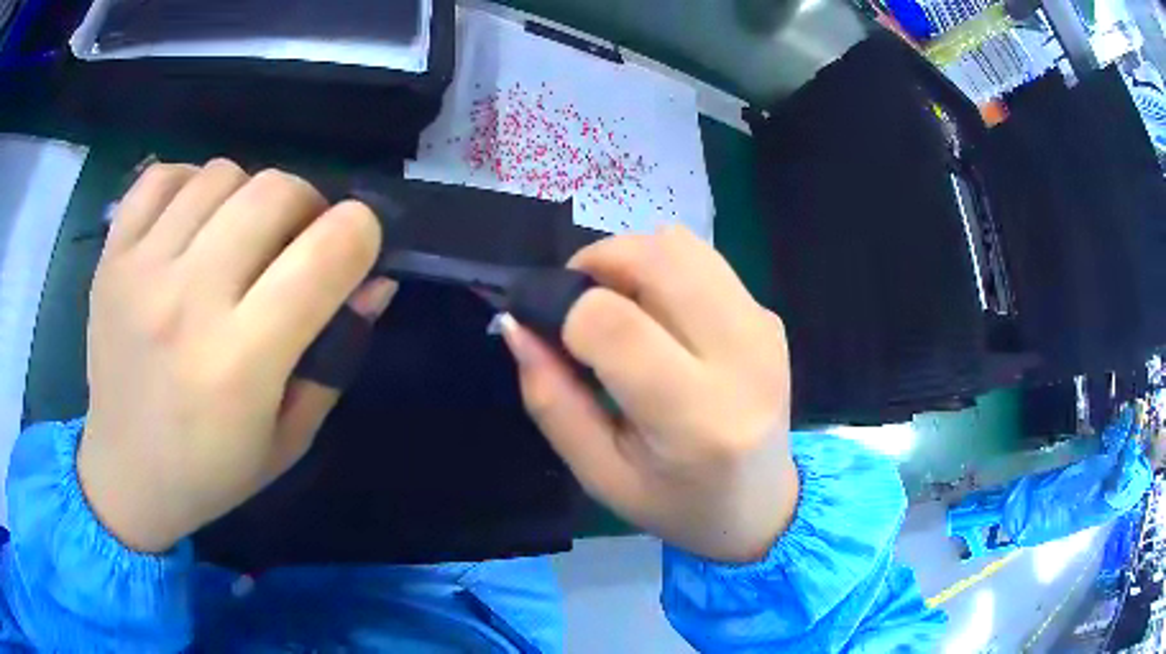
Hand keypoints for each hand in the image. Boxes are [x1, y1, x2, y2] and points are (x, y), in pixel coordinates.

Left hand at [79, 160, 395, 553]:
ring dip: (248, 197)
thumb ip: (336, 356)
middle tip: (295, 242)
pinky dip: (189, 184)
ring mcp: (141, 270)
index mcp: (241, 363)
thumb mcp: (290, 437)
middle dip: (308, 206)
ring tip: (237, 237)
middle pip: (276, 190)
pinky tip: (190, 222)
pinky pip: (163, 177)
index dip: (361, 233)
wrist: (125, 475)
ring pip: (222, 174)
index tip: (355, 250)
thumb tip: (375, 282)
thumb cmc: (211, 471)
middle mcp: (188, 302)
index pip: (328, 251)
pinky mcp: (112, 256)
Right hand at [502, 226, 796, 562]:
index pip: (616, 325)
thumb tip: (517, 325)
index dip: (565, 311)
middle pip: (657, 258)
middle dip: (598, 262)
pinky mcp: (770, 317)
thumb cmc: (675, 503)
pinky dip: (665, 272)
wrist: (762, 505)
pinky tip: (662, 320)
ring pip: (681, 244)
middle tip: (578, 301)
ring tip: (620, 307)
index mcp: (696, 418)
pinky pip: (703, 261)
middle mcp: (741, 359)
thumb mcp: (599, 473)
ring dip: (632, 260)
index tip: (550, 330)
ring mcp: (763, 330)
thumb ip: (550, 400)